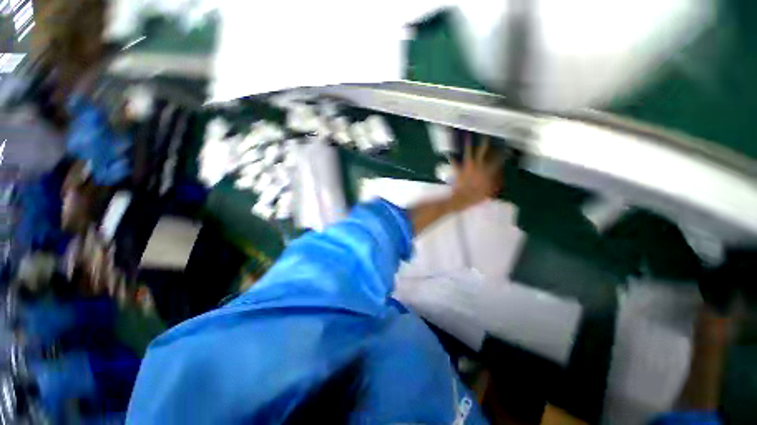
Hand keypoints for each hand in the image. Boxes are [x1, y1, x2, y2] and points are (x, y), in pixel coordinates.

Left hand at [449, 134, 504, 211]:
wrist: (462, 198)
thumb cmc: (477, 196)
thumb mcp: (490, 191)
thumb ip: (496, 182)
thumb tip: (501, 176)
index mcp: (487, 171)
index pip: (497, 160)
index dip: (503, 154)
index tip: (506, 148)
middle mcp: (477, 166)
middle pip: (482, 152)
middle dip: (485, 143)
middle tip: (486, 136)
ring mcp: (467, 167)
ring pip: (468, 153)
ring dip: (468, 145)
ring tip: (468, 136)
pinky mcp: (458, 170)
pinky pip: (454, 163)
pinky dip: (452, 159)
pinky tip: (450, 154)